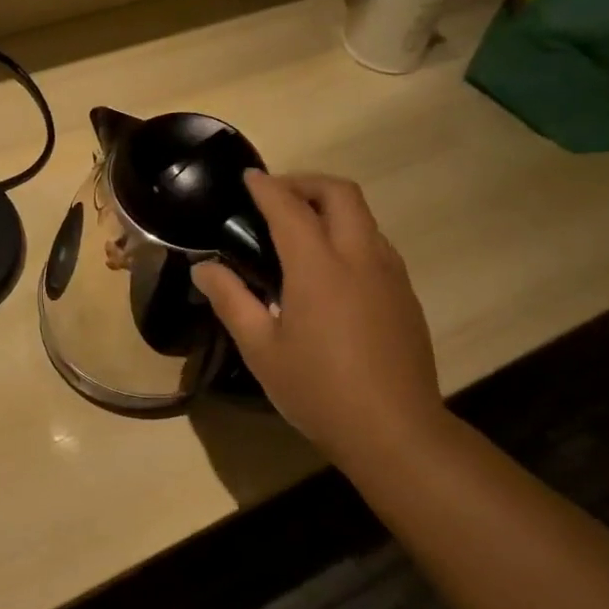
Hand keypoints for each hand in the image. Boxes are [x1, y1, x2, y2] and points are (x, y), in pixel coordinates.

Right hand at [193, 172, 447, 464]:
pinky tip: (330, 270)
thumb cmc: (318, 390)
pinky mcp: (405, 294)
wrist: (395, 430)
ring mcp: (390, 274)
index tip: (248, 177)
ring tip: (300, 231)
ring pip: (364, 217)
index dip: (266, 187)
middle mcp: (360, 257)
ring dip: (331, 207)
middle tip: (276, 198)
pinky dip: (349, 235)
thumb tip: (203, 268)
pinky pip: (376, 244)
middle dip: (306, 183)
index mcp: (319, 267)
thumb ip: (231, 301)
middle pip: (341, 193)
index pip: (289, 208)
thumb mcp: (261, 349)